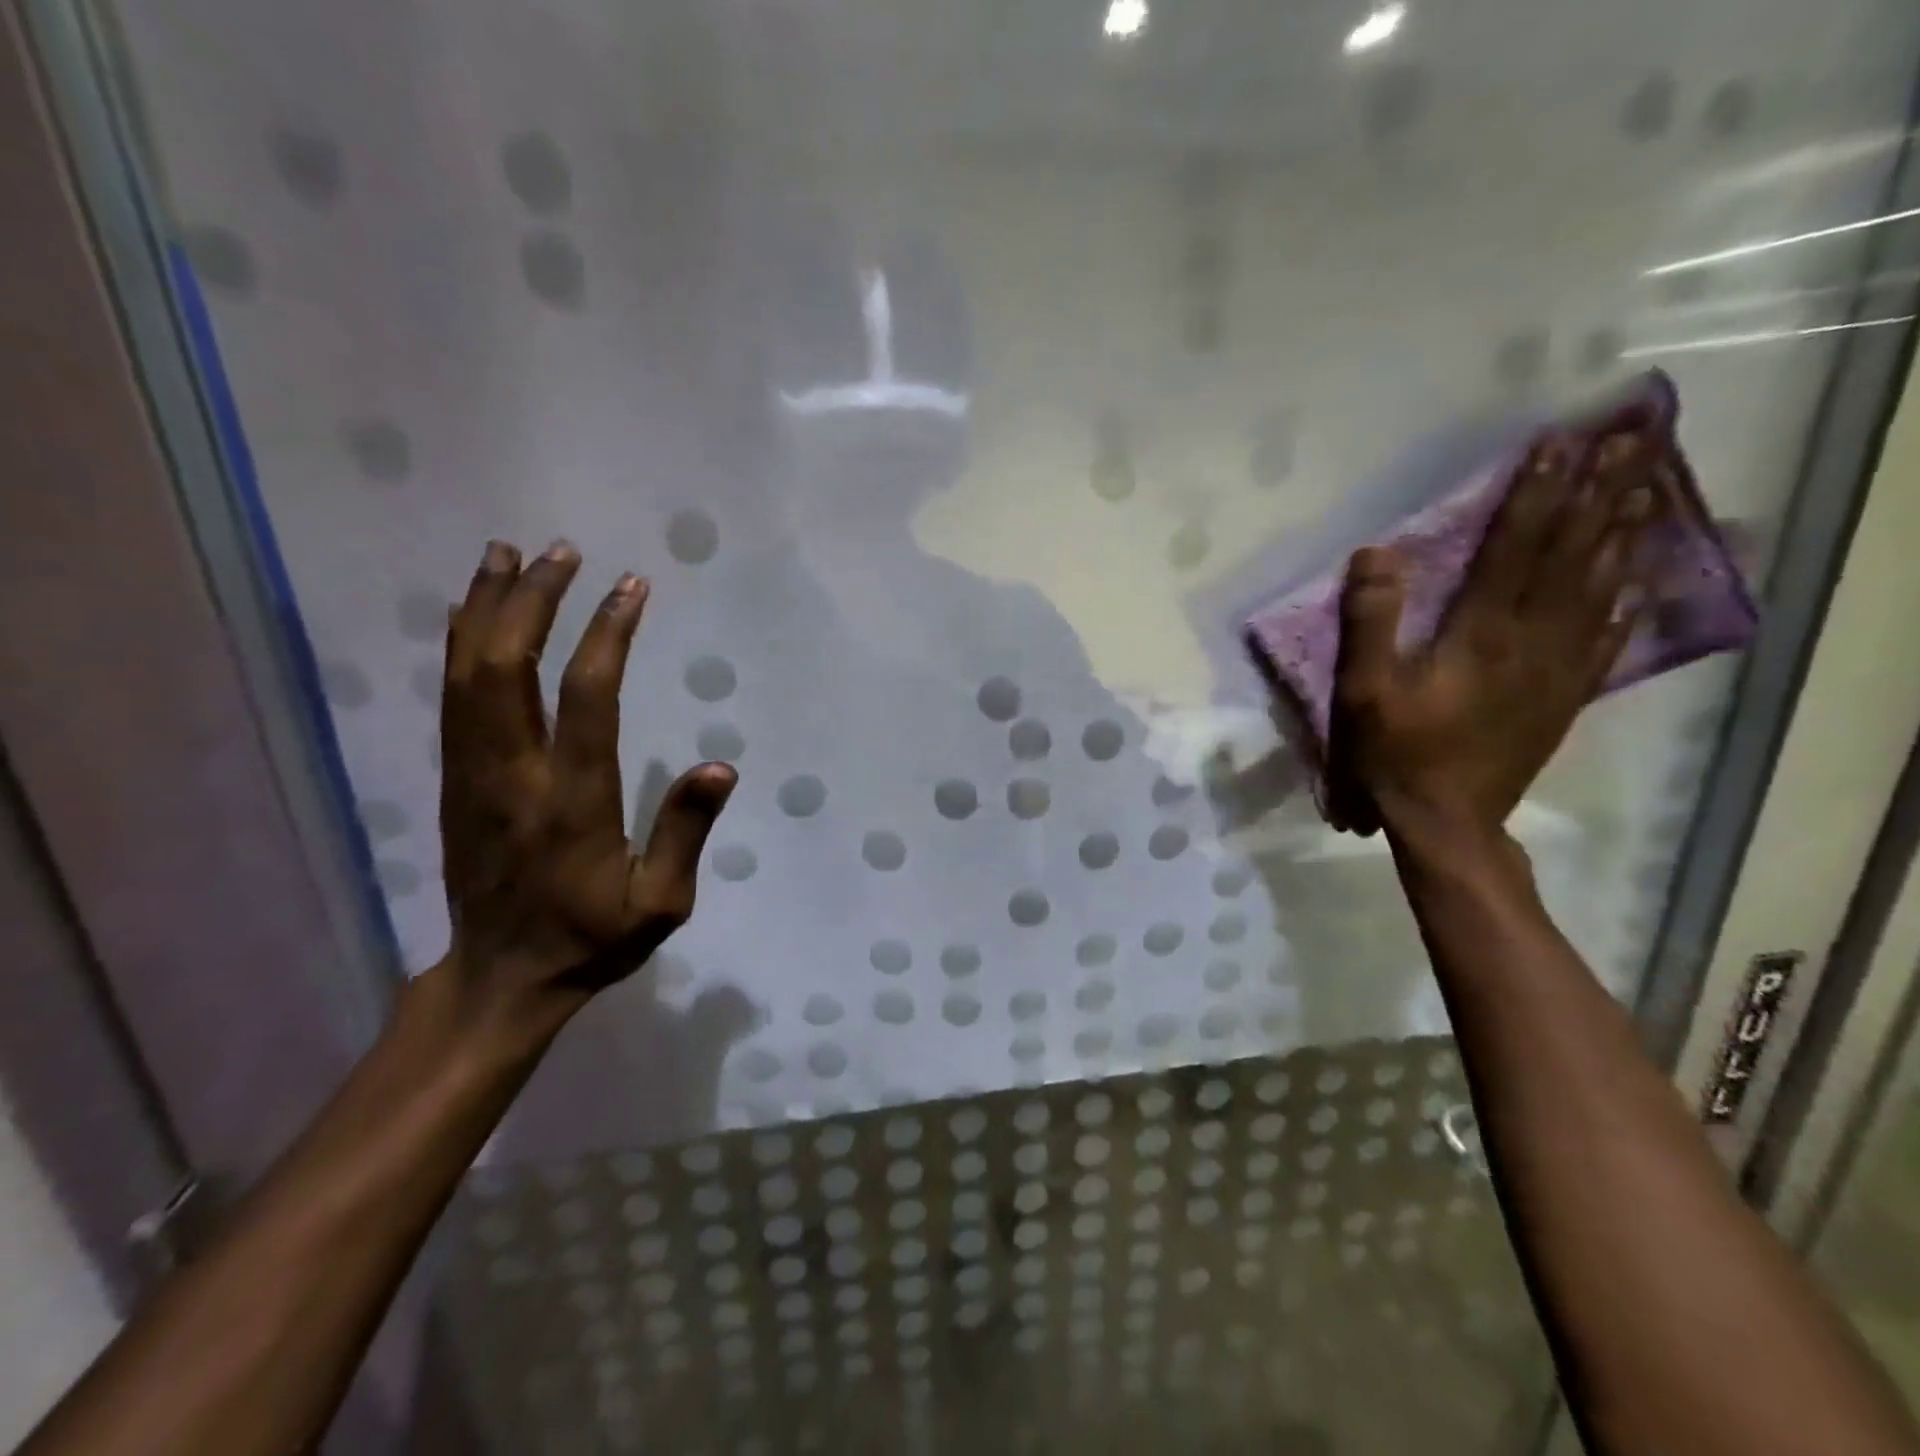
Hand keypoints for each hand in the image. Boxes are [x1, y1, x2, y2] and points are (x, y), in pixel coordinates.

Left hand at [433, 539, 735, 1043]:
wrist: (501, 978)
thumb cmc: (592, 939)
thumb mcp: (660, 904)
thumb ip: (685, 832)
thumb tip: (720, 766)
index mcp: (571, 802)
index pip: (587, 698)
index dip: (607, 635)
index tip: (630, 588)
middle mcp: (512, 776)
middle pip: (508, 667)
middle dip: (533, 601)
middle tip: (562, 552)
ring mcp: (473, 775)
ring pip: (467, 673)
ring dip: (487, 608)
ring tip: (507, 553)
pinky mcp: (455, 780)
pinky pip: (451, 697)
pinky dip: (458, 644)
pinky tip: (469, 611)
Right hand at [1325, 432, 1659, 840]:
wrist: (1446, 819)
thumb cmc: (1396, 752)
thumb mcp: (1364, 689)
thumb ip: (1369, 620)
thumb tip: (1375, 553)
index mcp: (1482, 634)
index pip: (1516, 547)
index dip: (1537, 492)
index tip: (1560, 442)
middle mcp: (1533, 640)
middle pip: (1574, 555)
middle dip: (1600, 494)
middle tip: (1632, 440)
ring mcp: (1558, 669)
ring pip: (1600, 588)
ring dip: (1624, 533)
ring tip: (1648, 486)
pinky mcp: (1565, 696)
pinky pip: (1606, 639)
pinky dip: (1628, 601)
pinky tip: (1641, 579)